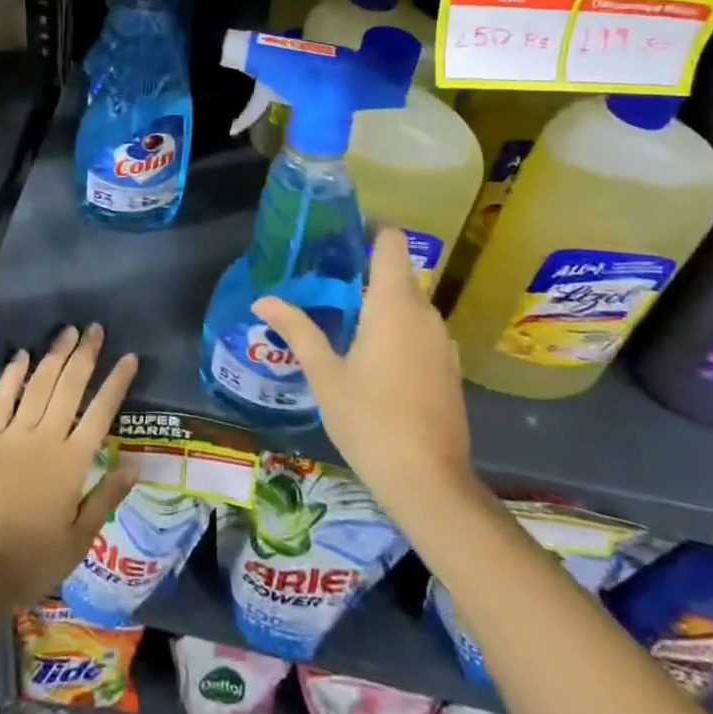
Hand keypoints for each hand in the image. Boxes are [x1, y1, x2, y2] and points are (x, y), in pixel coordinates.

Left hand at [0, 324, 138, 607]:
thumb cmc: (31, 561)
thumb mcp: (78, 540)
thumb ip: (105, 497)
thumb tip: (136, 466)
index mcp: (73, 462)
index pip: (101, 412)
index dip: (117, 382)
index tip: (129, 357)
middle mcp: (46, 438)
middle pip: (70, 386)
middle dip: (85, 355)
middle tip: (95, 329)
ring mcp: (14, 434)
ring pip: (39, 384)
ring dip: (55, 355)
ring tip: (68, 332)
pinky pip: (2, 398)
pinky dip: (13, 375)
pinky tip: (22, 355)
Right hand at [254, 229, 478, 520]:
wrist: (429, 483)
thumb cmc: (370, 419)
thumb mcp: (325, 374)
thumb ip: (297, 330)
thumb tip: (263, 300)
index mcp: (394, 303)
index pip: (392, 241)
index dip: (371, 230)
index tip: (341, 236)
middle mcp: (425, 313)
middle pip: (398, 273)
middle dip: (365, 273)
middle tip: (325, 283)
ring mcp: (443, 342)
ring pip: (410, 305)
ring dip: (381, 305)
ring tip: (343, 320)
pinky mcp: (450, 368)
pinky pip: (420, 332)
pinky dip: (398, 331)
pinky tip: (372, 358)